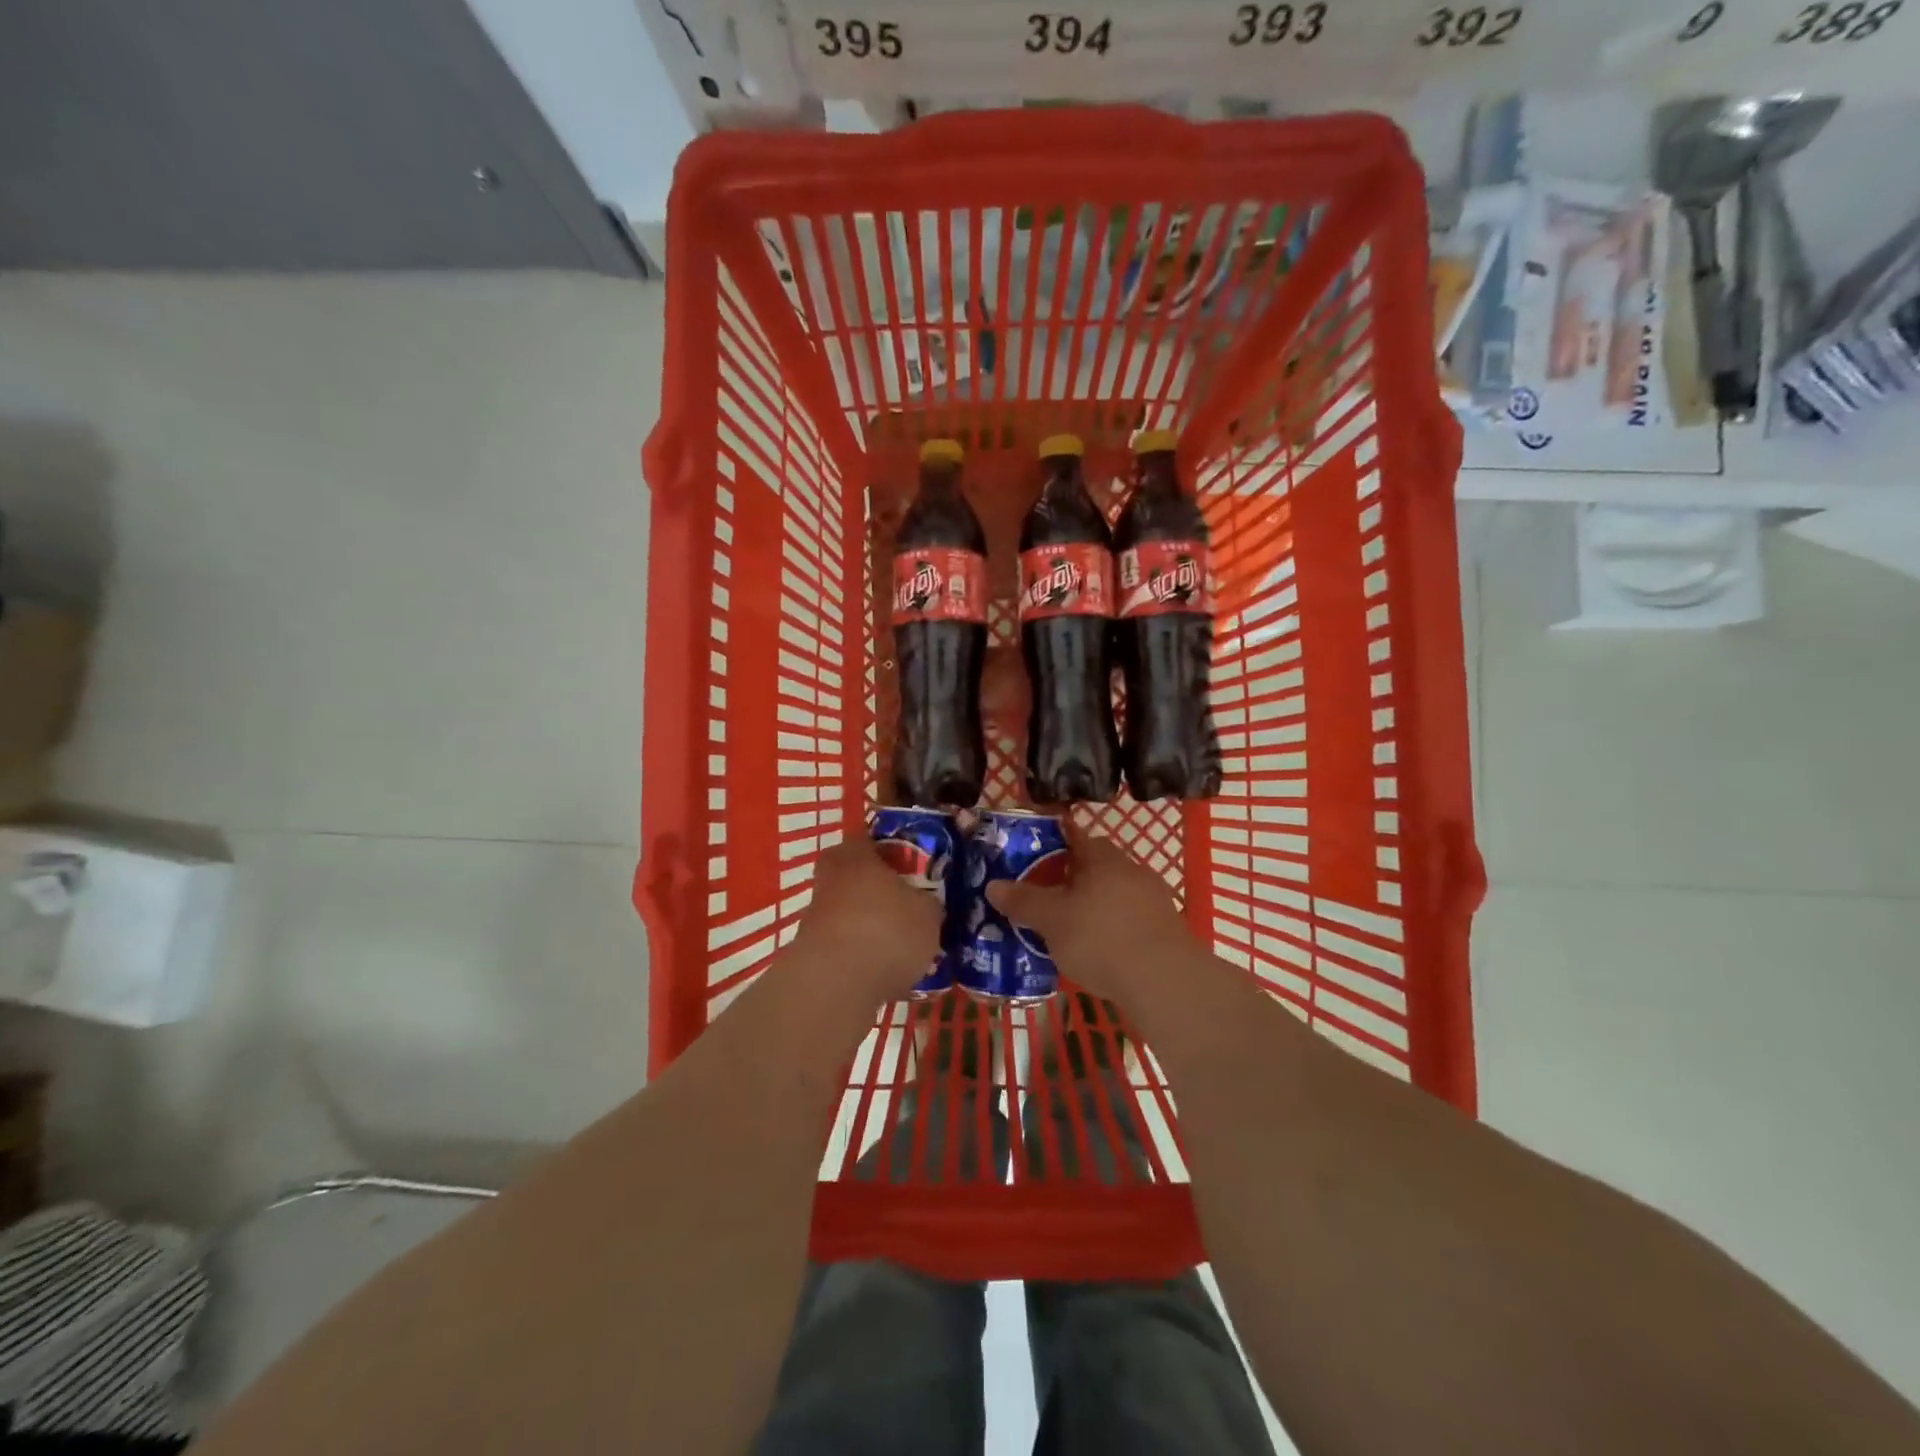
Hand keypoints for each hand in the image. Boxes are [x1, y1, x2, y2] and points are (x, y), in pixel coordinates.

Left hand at [792, 838, 942, 1001]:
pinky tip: (886, 971)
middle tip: (912, 906)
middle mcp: (829, 877)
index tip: (918, 868)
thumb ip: (927, 902)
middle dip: (883, 890)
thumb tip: (924, 904)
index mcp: (855, 854)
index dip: (898, 852)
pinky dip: (863, 953)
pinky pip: (846, 943)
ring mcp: (815, 914)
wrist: (835, 986)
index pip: (874, 840)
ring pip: (852, 910)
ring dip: (872, 924)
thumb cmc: (886, 930)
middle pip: (860, 876)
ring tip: (904, 946)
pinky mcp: (810, 950)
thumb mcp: (928, 913)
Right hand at [985, 825, 1195, 1003]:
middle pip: (1096, 865)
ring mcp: (1154, 900)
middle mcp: (1131, 870)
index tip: (1034, 852)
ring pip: (1114, 893)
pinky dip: (1112, 927)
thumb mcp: (1051, 921)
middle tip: (1045, 895)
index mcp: (1103, 859)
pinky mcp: (1166, 930)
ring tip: (1068, 926)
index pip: (1077, 835)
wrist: (1165, 982)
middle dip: (1072, 876)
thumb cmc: (1101, 939)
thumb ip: (1023, 901)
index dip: (1054, 840)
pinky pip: (1129, 918)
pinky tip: (1099, 950)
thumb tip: (993, 885)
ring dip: (1093, 904)